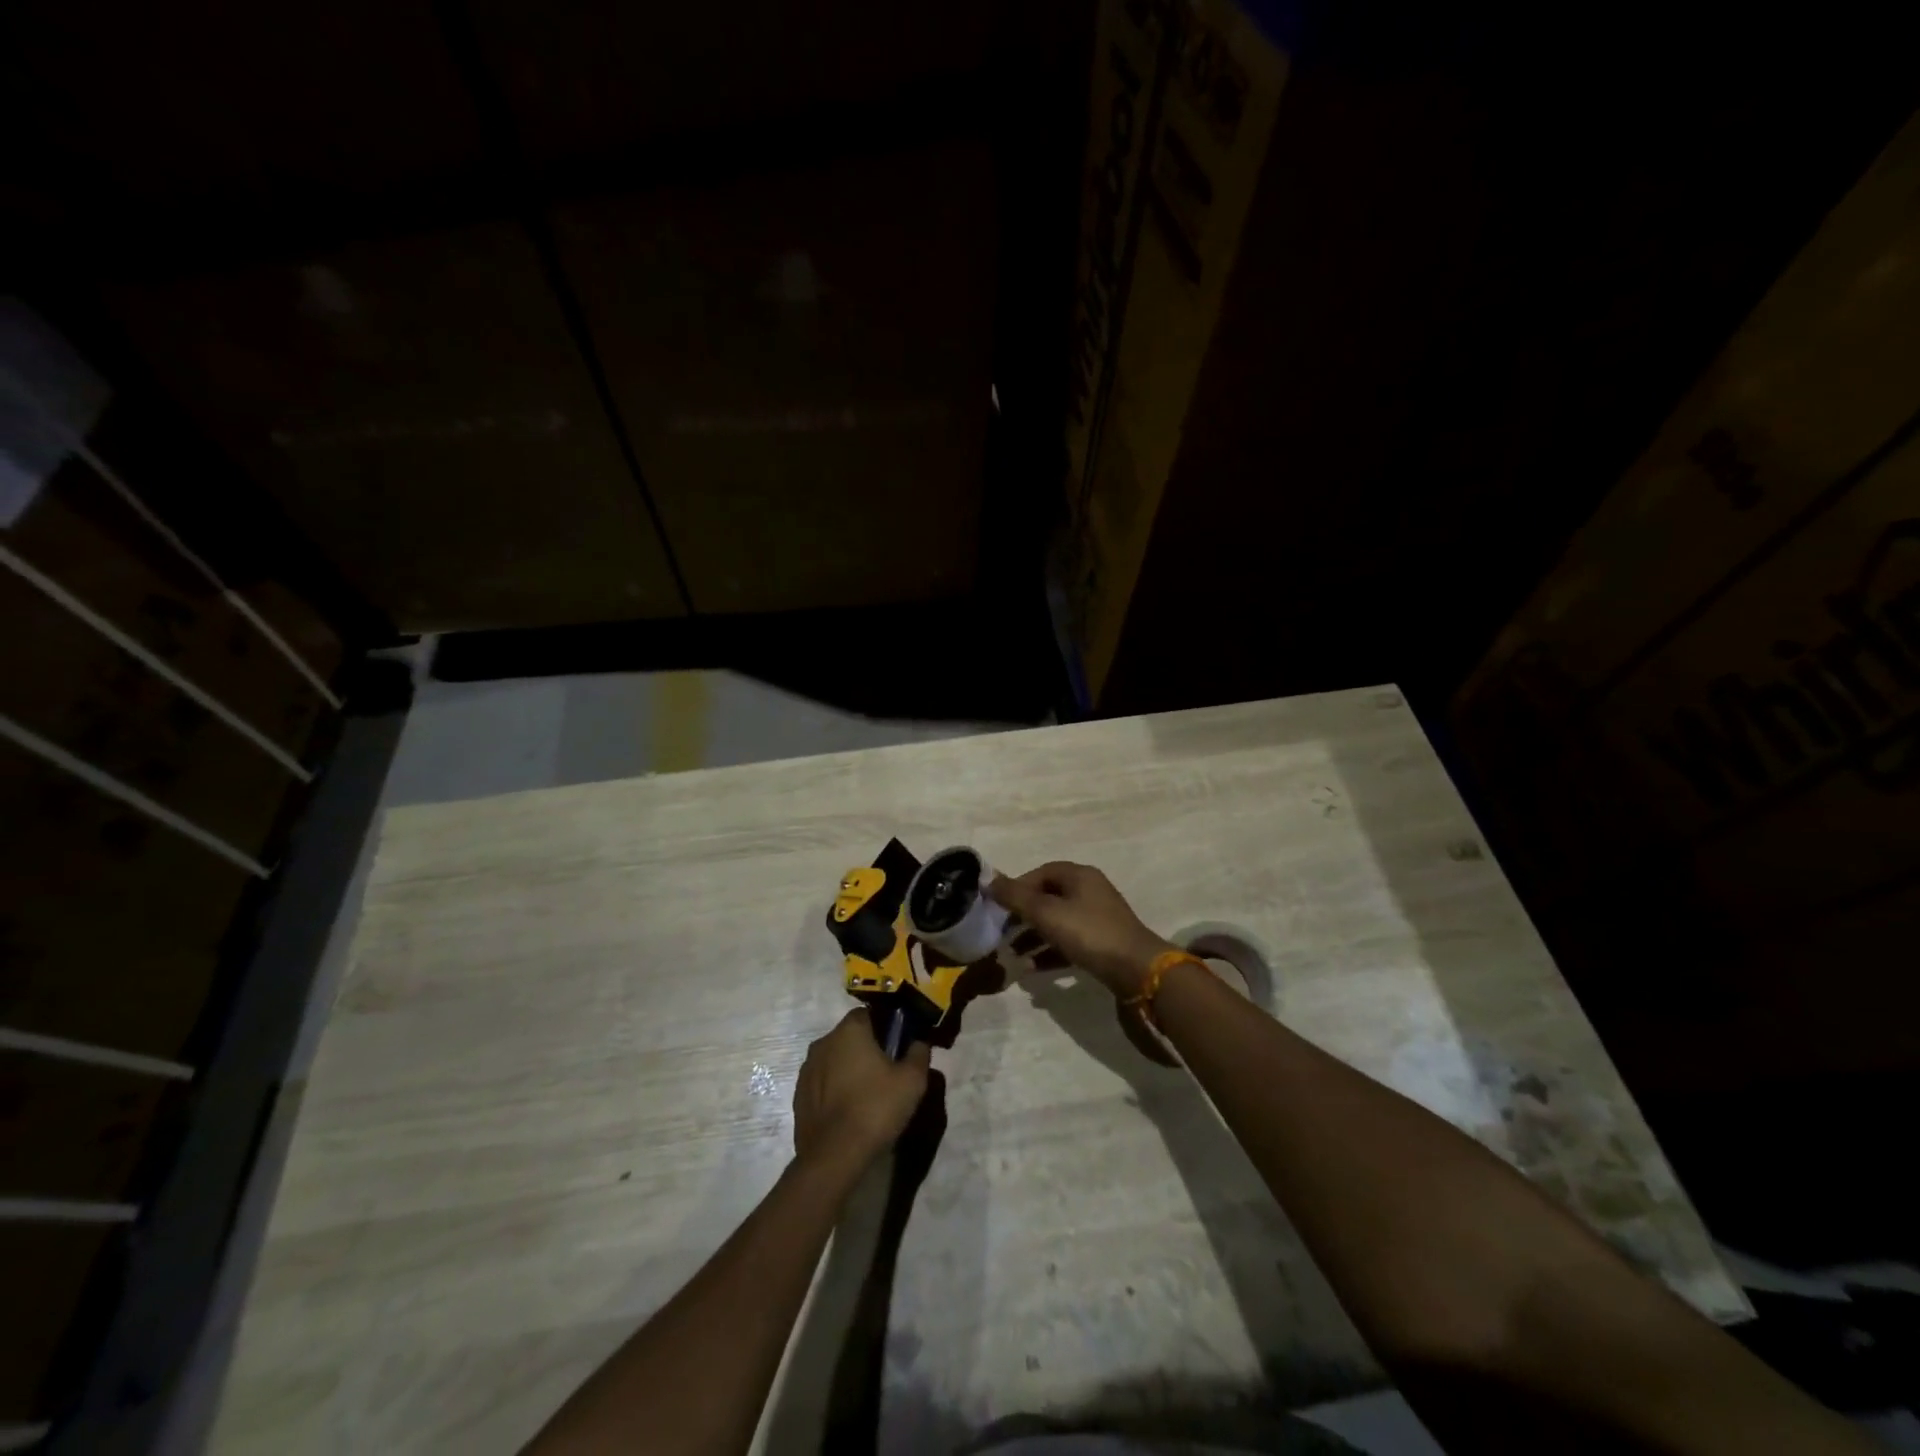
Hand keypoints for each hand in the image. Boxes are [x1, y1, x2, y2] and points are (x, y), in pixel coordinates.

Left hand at [793, 1010, 931, 1173]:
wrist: (834, 1156)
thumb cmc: (876, 1108)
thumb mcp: (912, 1080)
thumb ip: (918, 1053)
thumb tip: (918, 1042)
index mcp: (849, 1031)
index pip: (868, 1014)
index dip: (885, 1027)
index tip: (897, 1047)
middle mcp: (823, 1042)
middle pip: (849, 1037)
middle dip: (866, 1049)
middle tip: (886, 1072)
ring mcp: (807, 1070)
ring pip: (834, 1060)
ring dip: (848, 1070)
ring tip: (867, 1096)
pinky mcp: (799, 1096)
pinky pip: (822, 1084)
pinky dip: (834, 1091)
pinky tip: (849, 1112)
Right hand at [987, 861, 1176, 999]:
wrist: (1137, 970)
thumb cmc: (1089, 933)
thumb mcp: (1047, 912)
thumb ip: (1016, 896)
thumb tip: (988, 880)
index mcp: (1079, 876)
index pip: (1040, 873)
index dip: (1017, 887)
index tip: (998, 907)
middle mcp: (1089, 891)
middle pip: (1047, 898)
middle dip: (1022, 915)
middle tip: (1001, 933)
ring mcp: (1097, 918)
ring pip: (1056, 922)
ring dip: (1033, 937)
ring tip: (1012, 954)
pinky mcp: (1102, 943)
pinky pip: (1068, 943)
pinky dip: (1049, 952)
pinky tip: (1031, 969)